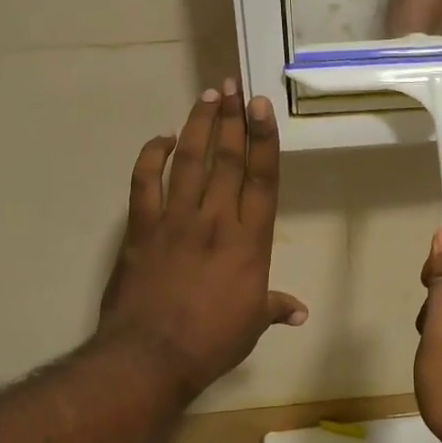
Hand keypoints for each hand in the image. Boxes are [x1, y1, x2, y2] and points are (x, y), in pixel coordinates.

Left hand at [97, 82, 306, 399]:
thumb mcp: (251, 324)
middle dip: (232, 119)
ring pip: (189, 161)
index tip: (260, 105)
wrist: (151, 356)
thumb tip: (300, 312)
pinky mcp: (141, 228)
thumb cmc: (211, 341)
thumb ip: (275, 307)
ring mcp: (175, 219)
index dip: (263, 139)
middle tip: (233, 86)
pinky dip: (151, 156)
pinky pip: (145, 182)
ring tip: (207, 95)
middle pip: (227, 159)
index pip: (262, 179)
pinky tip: (160, 138)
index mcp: (250, 240)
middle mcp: (216, 219)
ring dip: (198, 125)